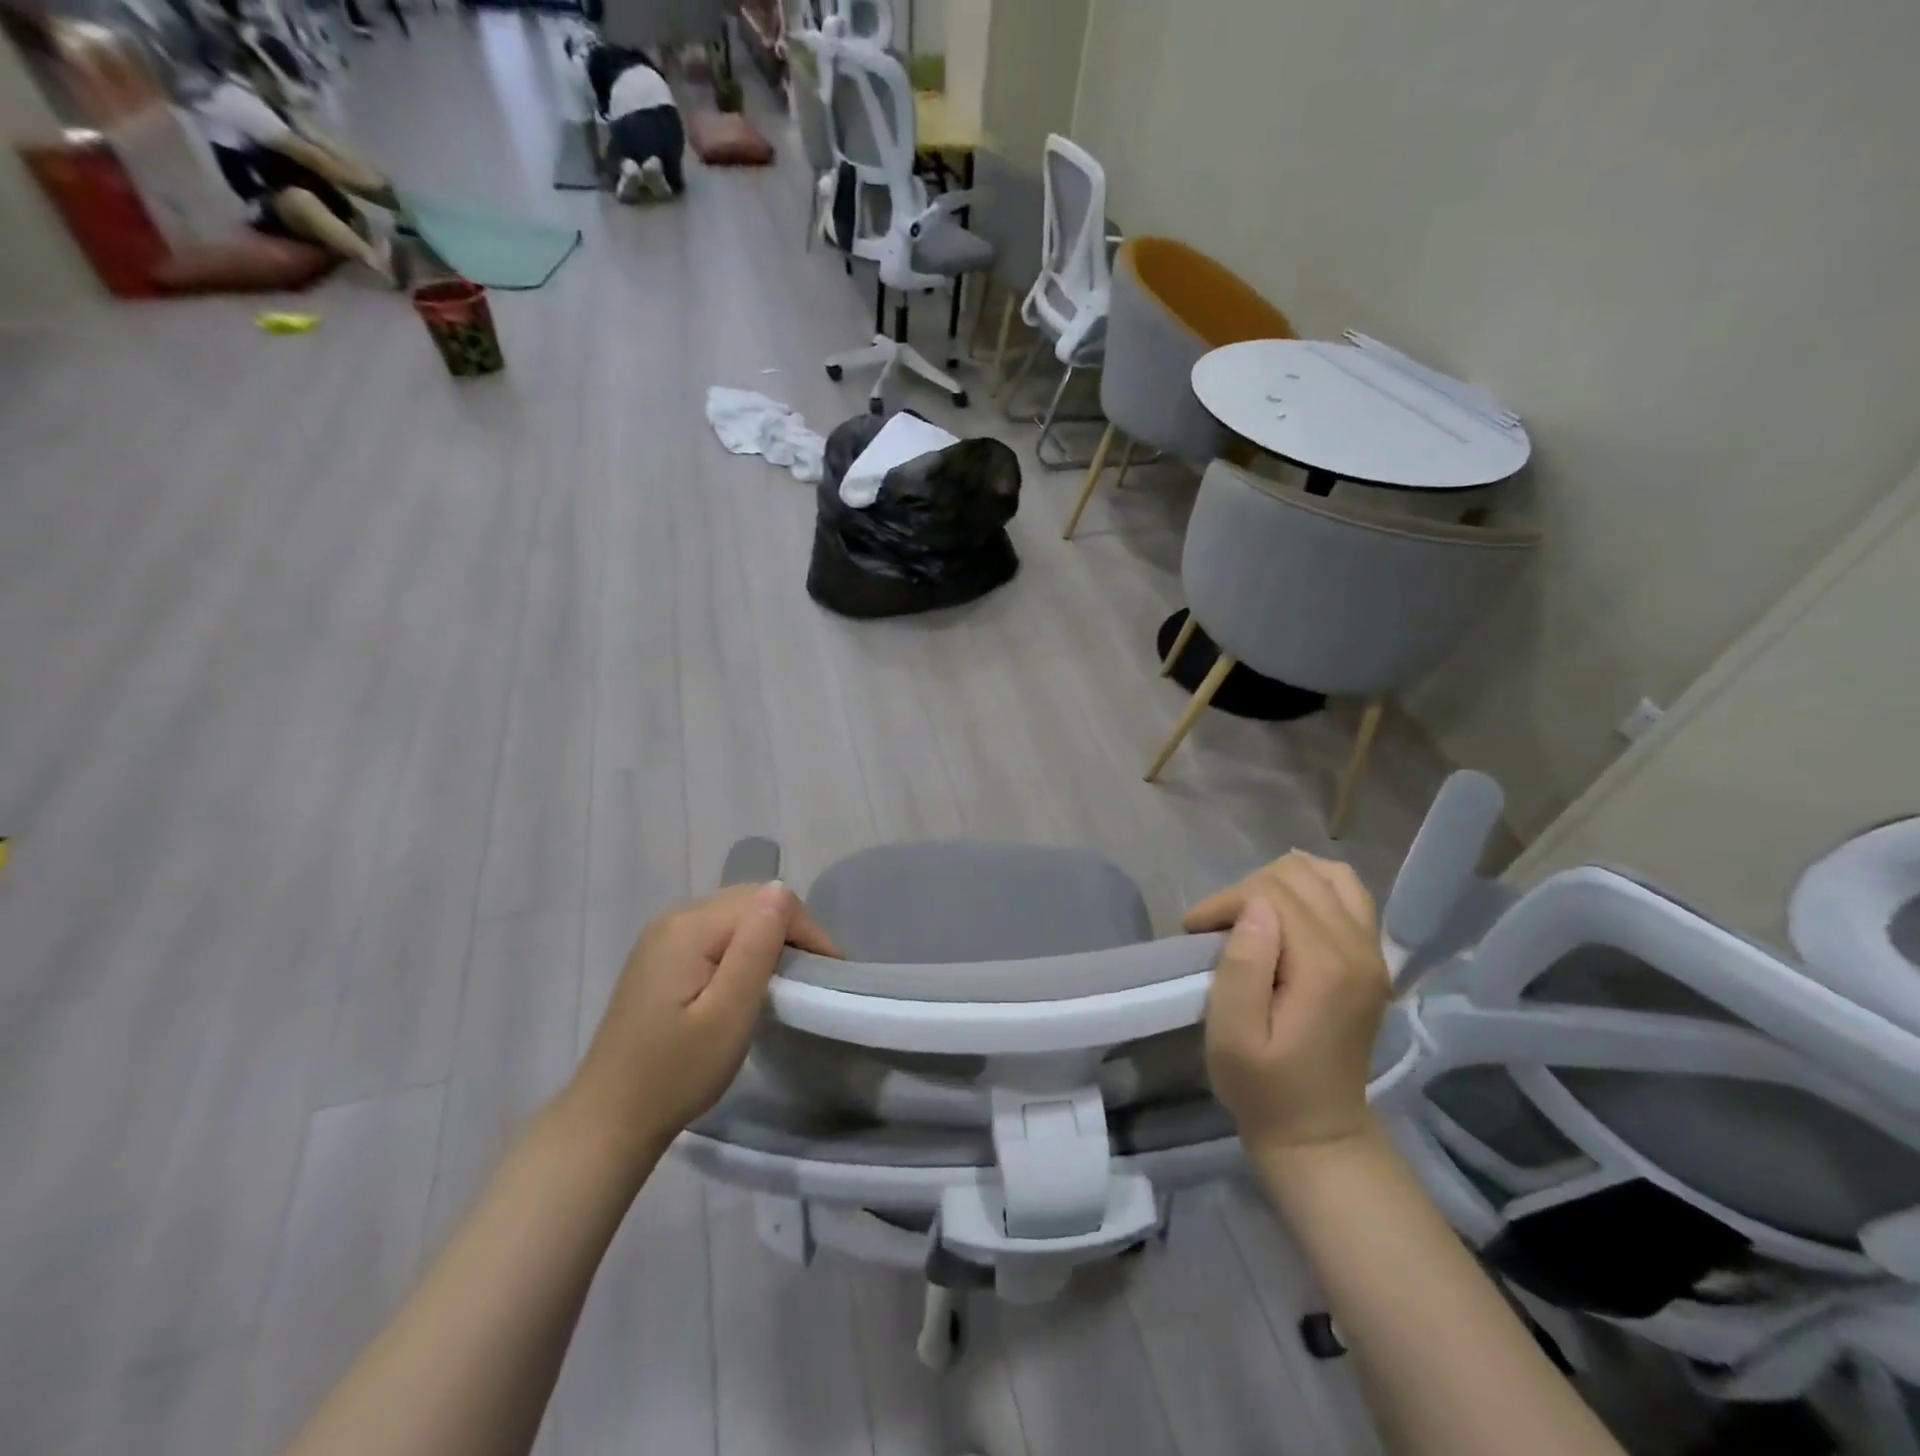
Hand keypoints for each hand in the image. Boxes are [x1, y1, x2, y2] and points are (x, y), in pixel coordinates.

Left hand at [567, 881, 839, 1157]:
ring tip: (789, 976)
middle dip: (789, 929)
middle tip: (813, 973)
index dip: (804, 929)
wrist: (609, 1119)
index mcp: (689, 927)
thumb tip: (781, 890)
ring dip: (767, 937)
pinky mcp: (659, 957)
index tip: (828, 971)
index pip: (765, 900)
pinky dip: (742, 947)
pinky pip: (715, 933)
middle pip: (748, 901)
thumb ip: (756, 947)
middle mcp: (674, 918)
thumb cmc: (676, 1072)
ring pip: (733, 915)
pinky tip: (749, 979)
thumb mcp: (729, 1013)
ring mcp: (662, 937)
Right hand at [1189, 852, 1389, 1155]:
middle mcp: (1359, 949)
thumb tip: (1255, 907)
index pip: (1270, 892)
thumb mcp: (1232, 1036)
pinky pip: (1349, 894)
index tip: (1194, 931)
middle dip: (1248, 889)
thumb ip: (1243, 966)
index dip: (1225, 900)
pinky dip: (1313, 888)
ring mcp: (1373, 952)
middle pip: (1298, 876)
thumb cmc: (1263, 1087)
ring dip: (1281, 882)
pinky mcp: (1373, 958)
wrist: (1318, 1131)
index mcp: (1326, 967)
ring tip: (1250, 914)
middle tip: (1218, 927)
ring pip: (1328, 874)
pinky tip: (1286, 911)